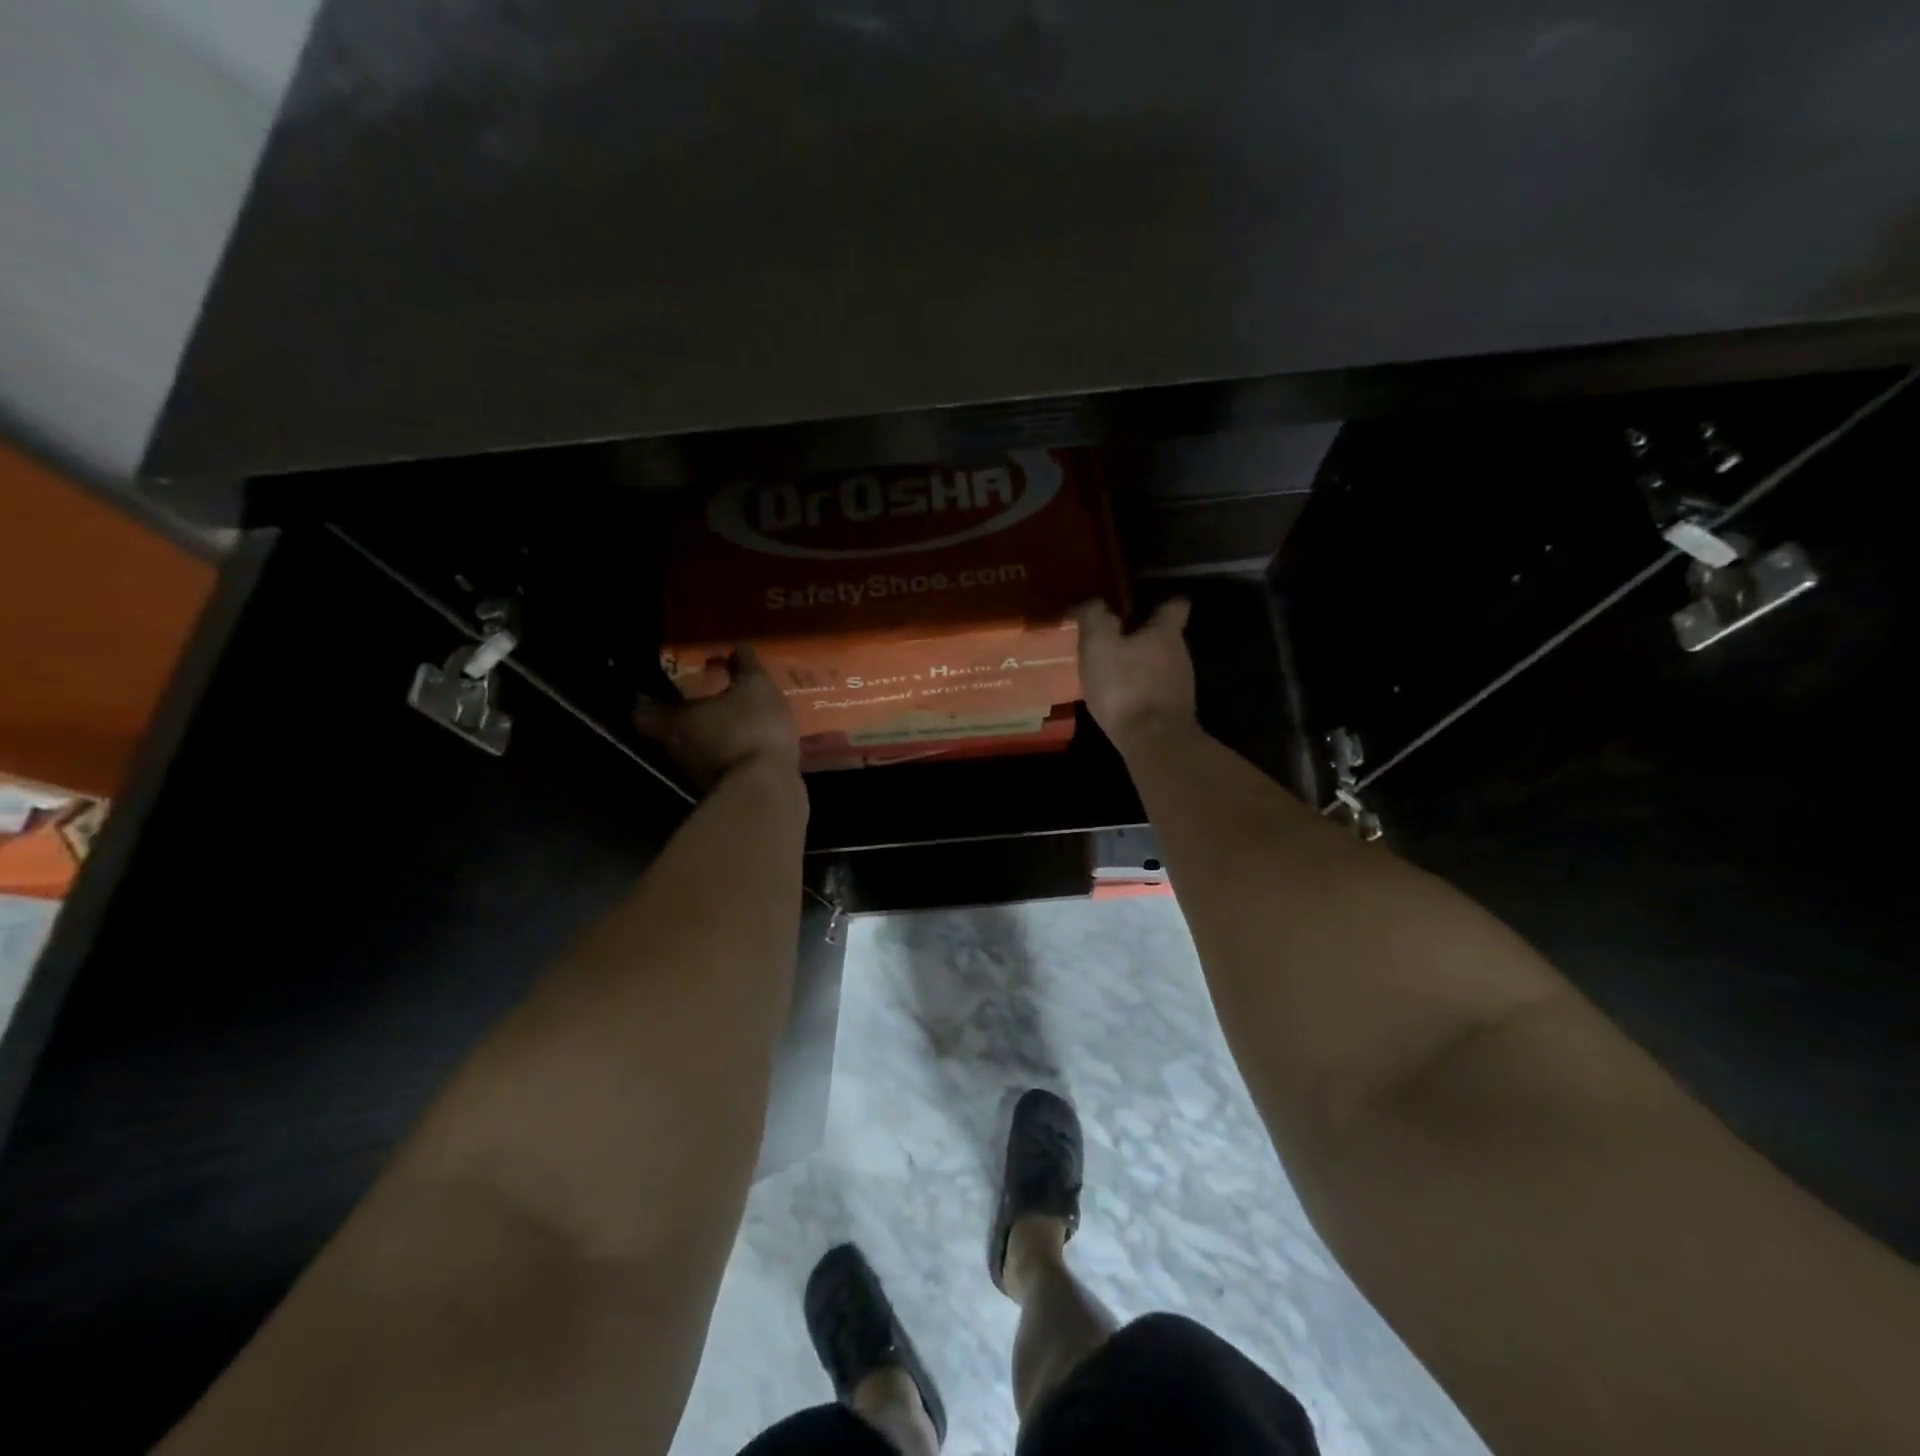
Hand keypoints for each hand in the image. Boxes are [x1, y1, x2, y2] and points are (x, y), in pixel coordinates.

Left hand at [634, 646, 800, 788]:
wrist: (767, 790)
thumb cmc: (751, 729)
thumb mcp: (756, 687)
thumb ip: (746, 666)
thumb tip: (738, 646)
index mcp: (674, 721)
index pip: (642, 709)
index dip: (646, 696)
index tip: (655, 684)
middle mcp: (677, 750)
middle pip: (669, 731)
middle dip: (683, 715)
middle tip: (700, 696)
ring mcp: (698, 776)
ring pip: (696, 750)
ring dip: (708, 736)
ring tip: (729, 718)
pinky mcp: (724, 791)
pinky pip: (721, 766)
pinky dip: (730, 754)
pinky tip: (750, 742)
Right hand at [1073, 598, 1197, 750]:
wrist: (1153, 741)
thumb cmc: (1125, 686)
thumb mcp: (1099, 645)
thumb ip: (1094, 617)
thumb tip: (1090, 600)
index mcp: (1166, 632)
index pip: (1175, 603)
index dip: (1159, 600)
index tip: (1140, 602)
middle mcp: (1180, 653)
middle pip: (1165, 636)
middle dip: (1142, 635)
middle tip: (1113, 638)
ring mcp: (1182, 684)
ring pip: (1161, 664)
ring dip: (1141, 664)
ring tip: (1113, 670)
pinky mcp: (1175, 711)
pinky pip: (1157, 690)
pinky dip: (1142, 689)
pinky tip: (1122, 697)